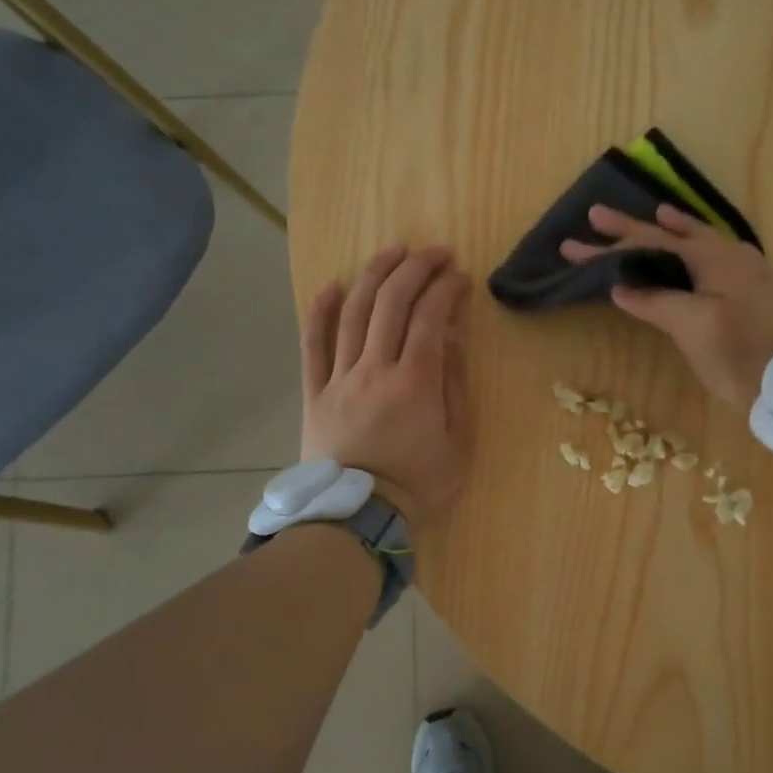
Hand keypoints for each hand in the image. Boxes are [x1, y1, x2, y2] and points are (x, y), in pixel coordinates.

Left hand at [301, 246, 472, 527]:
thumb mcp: (458, 442)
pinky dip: (320, 311)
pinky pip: (312, 344)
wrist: (357, 519)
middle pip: (391, 303)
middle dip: (415, 268)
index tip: (460, 275)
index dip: (446, 288)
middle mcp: (374, 369)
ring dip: (374, 275)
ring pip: (353, 312)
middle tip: (434, 253)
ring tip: (393, 252)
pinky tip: (331, 285)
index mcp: (414, 382)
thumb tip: (450, 336)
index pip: (431, 317)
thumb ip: (454, 385)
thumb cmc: (418, 484)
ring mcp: (339, 377)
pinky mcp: (314, 391)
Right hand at [562, 204, 772, 413]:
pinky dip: (690, 250)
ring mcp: (744, 273)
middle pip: (670, 238)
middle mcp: (729, 255)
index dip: (611, 243)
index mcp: (714, 257)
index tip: (573, 244)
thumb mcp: (693, 327)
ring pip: (694, 244)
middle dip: (631, 231)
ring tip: (650, 216)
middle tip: (595, 216)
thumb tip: (620, 285)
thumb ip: (655, 300)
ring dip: (666, 233)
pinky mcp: (750, 293)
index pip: (650, 244)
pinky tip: (689, 251)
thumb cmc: (743, 354)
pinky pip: (710, 258)